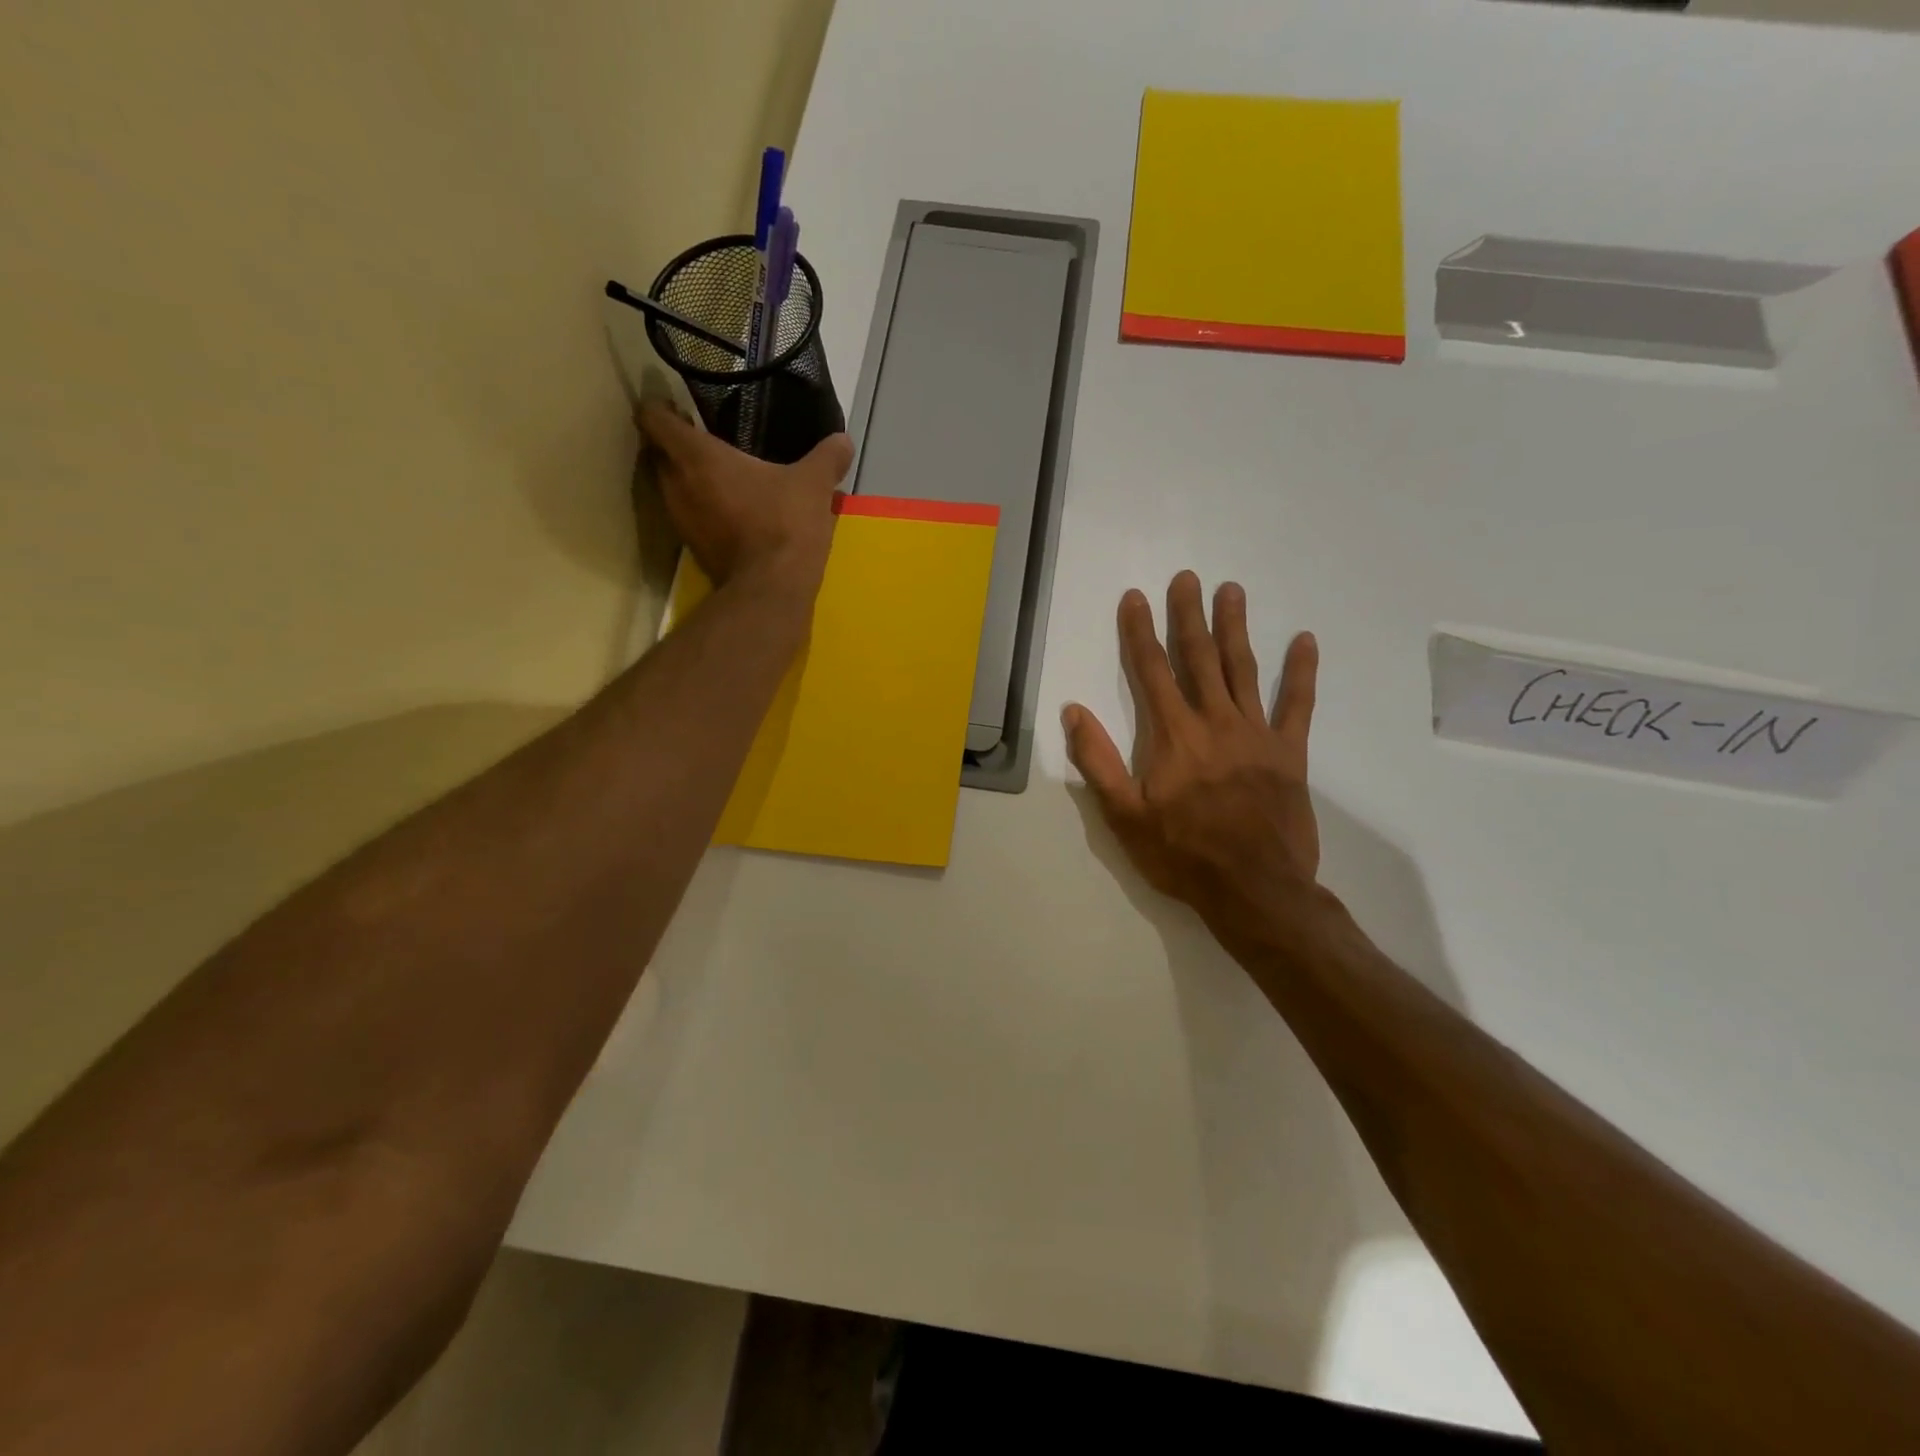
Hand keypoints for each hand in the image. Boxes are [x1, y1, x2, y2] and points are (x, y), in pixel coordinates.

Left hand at [638, 401, 852, 591]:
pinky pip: (689, 516)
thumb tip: (843, 440)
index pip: (654, 418)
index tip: (678, 406)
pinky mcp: (693, 549)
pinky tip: (732, 511)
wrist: (772, 588)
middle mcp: (676, 484)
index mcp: (696, 456)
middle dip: (675, 444)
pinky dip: (702, 509)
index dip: (660, 407)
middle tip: (706, 439)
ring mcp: (681, 520)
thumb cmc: (784, 524)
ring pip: (671, 487)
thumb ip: (827, 457)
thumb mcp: (813, 484)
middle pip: (658, 453)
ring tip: (721, 476)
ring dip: (688, 479)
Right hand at [1063, 572, 1327, 958]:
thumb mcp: (1123, 815)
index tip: (1136, 598)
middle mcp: (1214, 722)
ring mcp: (1256, 734)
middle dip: (1189, 616)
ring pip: (1243, 669)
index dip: (1140, 632)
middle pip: (1198, 658)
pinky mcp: (1289, 753)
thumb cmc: (1182, 855)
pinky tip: (1305, 641)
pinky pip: (1298, 705)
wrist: (1253, 890)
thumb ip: (1098, 760)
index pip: (1150, 671)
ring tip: (1232, 590)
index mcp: (1172, 736)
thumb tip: (1074, 710)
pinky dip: (1301, 672)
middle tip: (1187, 578)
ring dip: (1235, 628)